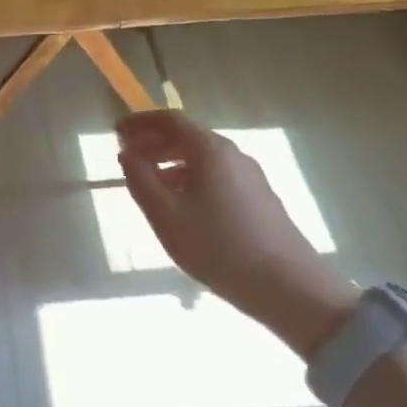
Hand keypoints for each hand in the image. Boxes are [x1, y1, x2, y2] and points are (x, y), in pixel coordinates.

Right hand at [117, 110, 359, 355]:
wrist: (288, 287)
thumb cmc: (218, 247)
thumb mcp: (166, 216)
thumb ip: (141, 180)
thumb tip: (127, 154)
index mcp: (210, 150)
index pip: (170, 120)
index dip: (140, 123)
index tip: (117, 132)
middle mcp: (233, 154)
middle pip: (187, 136)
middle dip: (154, 142)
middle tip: (128, 157)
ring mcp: (250, 176)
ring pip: (202, 158)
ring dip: (171, 162)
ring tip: (149, 183)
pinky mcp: (259, 198)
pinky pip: (216, 175)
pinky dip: (190, 178)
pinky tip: (182, 205)